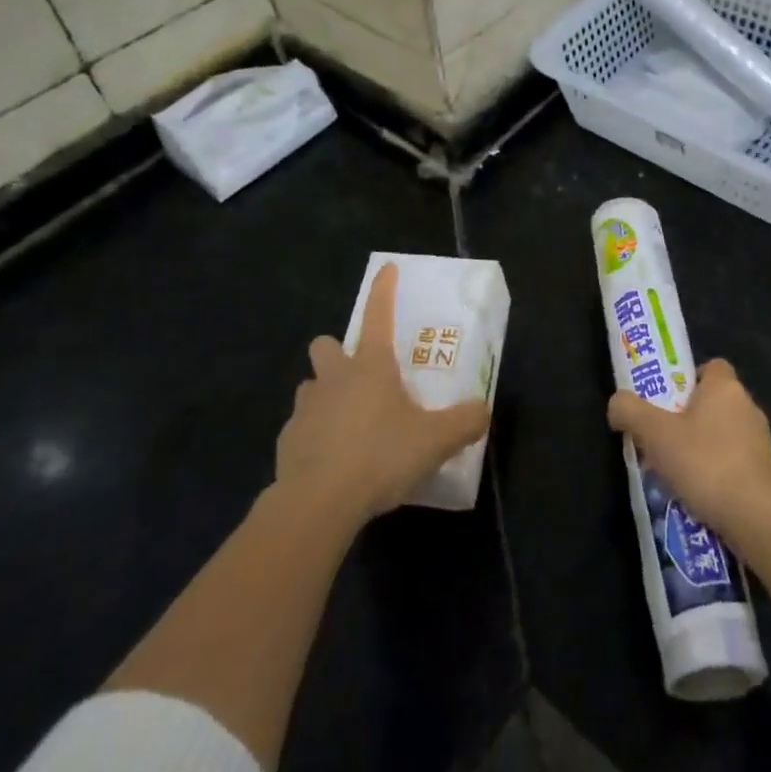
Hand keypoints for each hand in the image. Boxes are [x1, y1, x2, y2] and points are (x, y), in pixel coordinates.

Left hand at [275, 263, 490, 521]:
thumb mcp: (436, 441)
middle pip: (326, 345)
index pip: (378, 314)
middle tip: (359, 374)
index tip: (387, 269)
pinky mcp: (287, 440)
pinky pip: (301, 427)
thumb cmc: (380, 457)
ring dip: (326, 395)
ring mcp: (306, 407)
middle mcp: (335, 377)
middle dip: (337, 352)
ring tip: (348, 422)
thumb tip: (483, 410)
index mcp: (371, 365)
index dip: (383, 289)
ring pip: (311, 386)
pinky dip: (315, 436)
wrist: (317, 503)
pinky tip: (331, 462)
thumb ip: (464, 422)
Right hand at [607, 358, 770, 541]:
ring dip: (705, 447)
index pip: (711, 367)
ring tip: (679, 471)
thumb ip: (629, 410)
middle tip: (664, 437)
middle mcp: (748, 406)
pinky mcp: (768, 473)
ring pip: (726, 433)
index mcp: (725, 387)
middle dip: (691, 417)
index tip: (668, 400)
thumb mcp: (653, 433)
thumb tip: (617, 404)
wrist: (753, 516)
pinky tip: (701, 493)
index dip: (689, 379)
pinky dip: (720, 472)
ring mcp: (762, 441)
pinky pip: (737, 462)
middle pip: (715, 402)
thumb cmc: (703, 462)